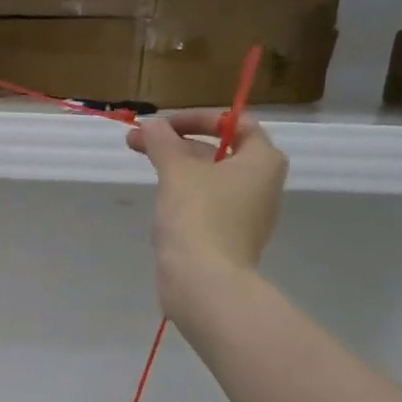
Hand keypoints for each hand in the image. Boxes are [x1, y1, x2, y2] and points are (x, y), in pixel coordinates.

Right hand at [126, 113, 286, 315]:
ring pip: (211, 181)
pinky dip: (186, 198)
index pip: (236, 123)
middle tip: (138, 143)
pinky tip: (161, 205)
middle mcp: (263, 185)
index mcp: (263, 160)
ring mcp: (248, 216)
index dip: (198, 118)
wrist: (204, 283)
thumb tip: (151, 124)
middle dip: (178, 145)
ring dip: (179, 170)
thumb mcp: (176, 171)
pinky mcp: (230, 240)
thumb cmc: (198, 217)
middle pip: (220, 152)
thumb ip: (163, 143)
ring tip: (146, 169)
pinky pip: (208, 208)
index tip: (164, 126)